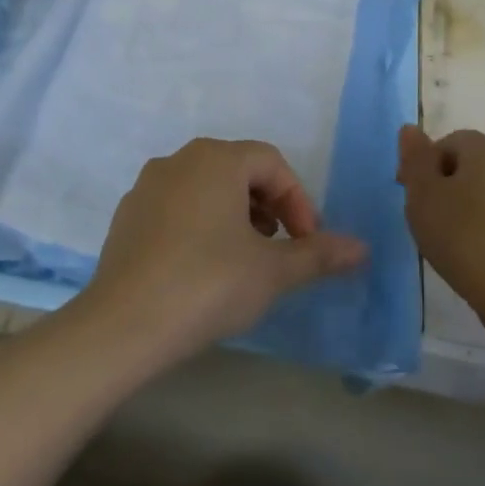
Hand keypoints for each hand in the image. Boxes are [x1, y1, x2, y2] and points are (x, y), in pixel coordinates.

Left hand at [83, 138, 366, 361]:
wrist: (123, 326)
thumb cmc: (208, 285)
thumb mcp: (272, 271)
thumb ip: (318, 254)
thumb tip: (361, 248)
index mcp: (216, 159)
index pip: (272, 163)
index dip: (299, 200)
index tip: (308, 241)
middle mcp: (178, 161)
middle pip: (238, 170)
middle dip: (269, 205)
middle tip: (280, 246)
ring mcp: (146, 187)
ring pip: (205, 188)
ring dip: (236, 214)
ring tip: (246, 257)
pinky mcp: (126, 217)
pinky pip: (176, 207)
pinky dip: (200, 225)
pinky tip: (203, 267)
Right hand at [396, 125, 484, 315]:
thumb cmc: (465, 239)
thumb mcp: (423, 197)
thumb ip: (415, 160)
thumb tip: (411, 129)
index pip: (450, 143)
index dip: (426, 167)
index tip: (414, 199)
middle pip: (477, 165)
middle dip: (453, 186)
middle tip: (433, 221)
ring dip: (477, 208)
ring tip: (459, 243)